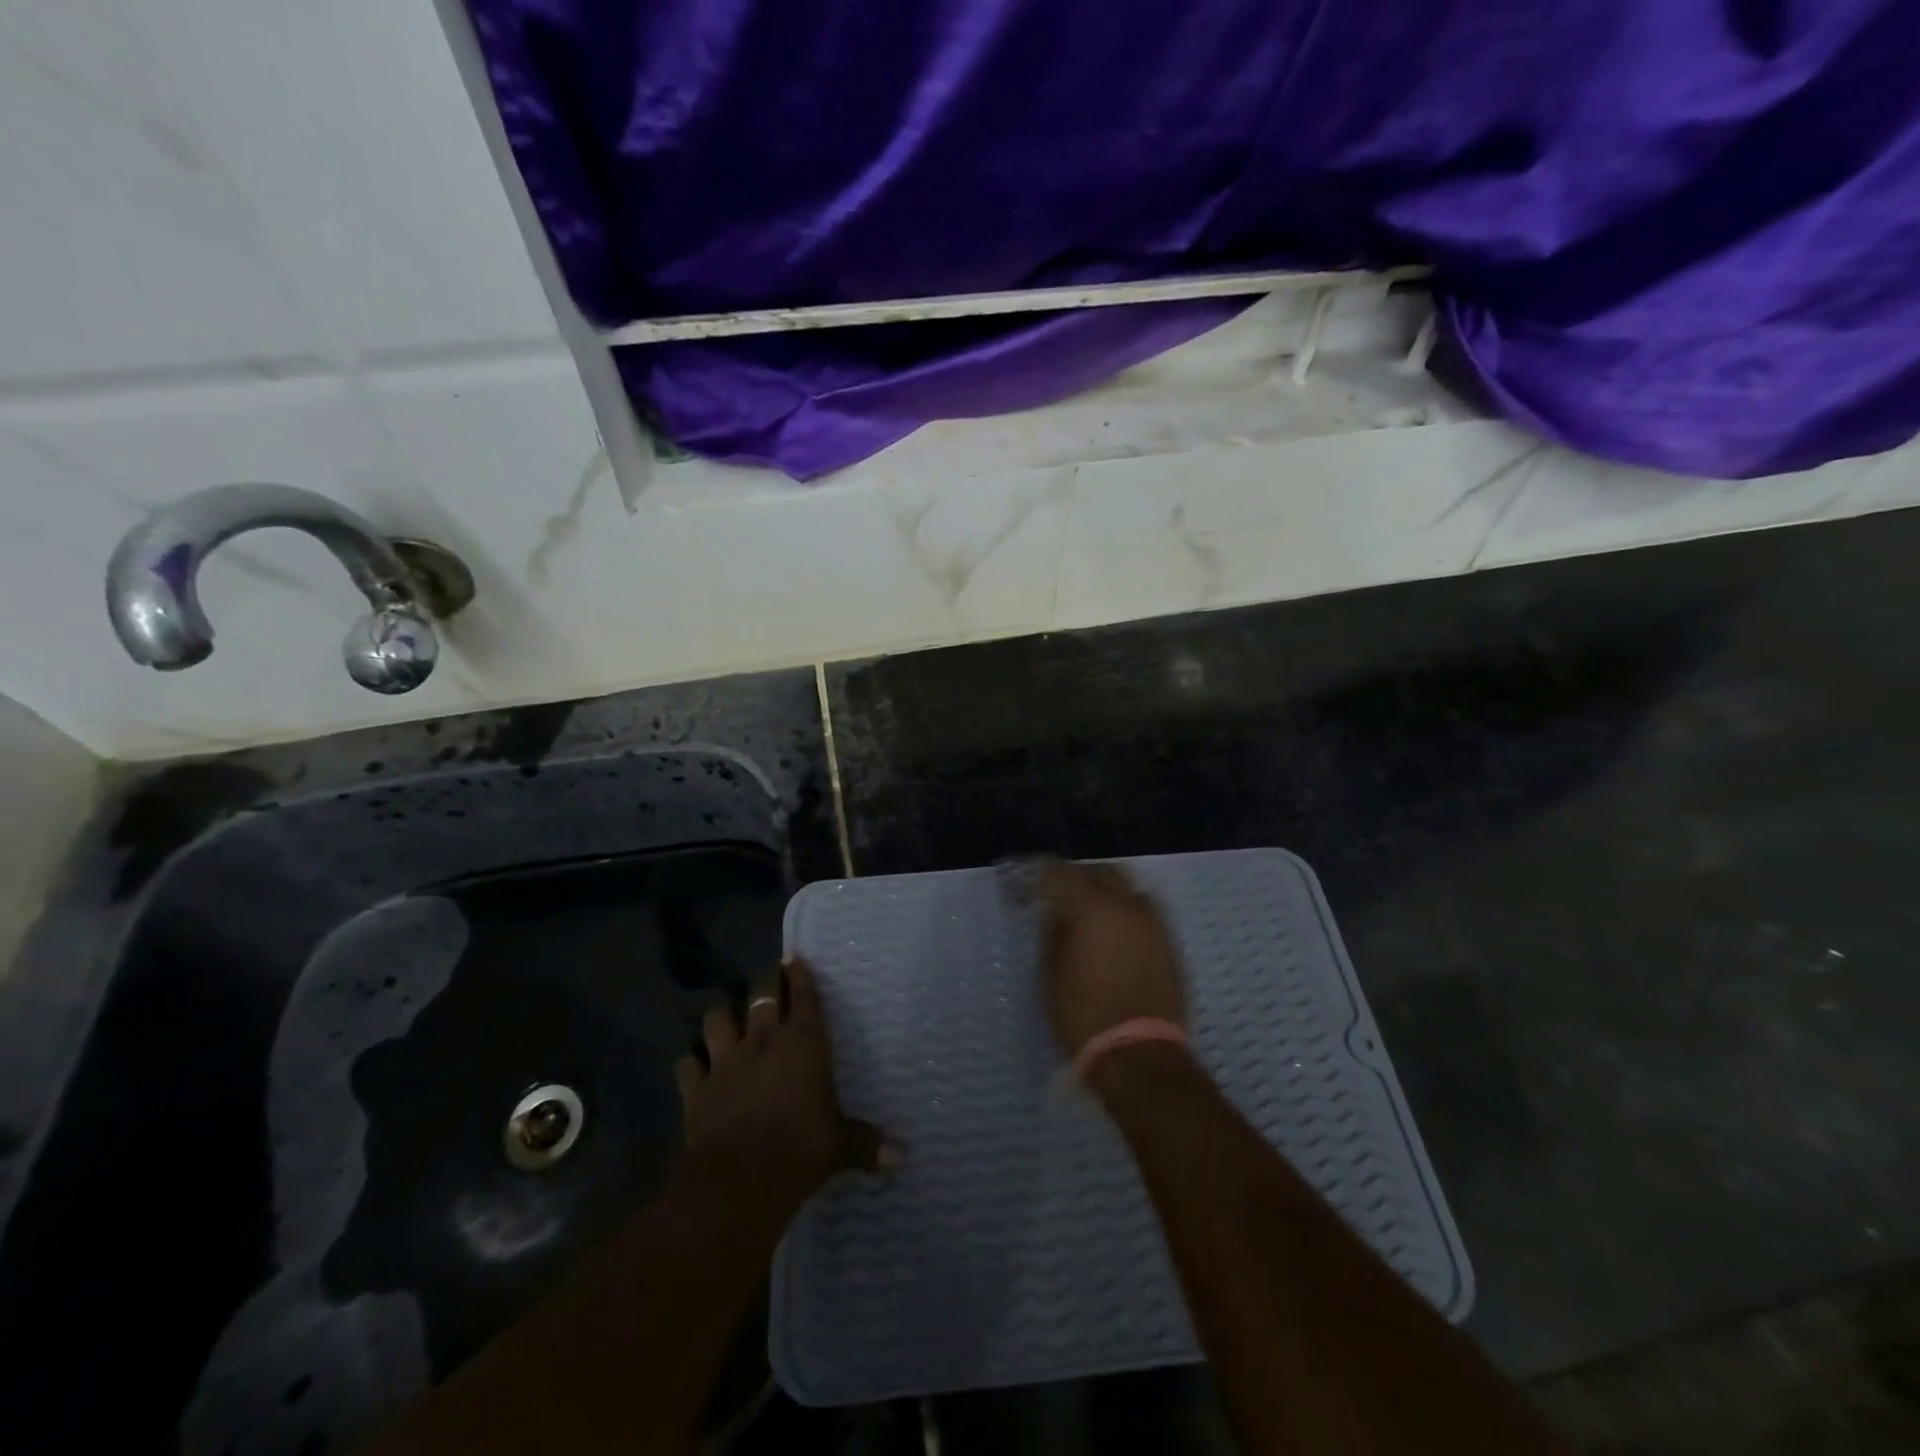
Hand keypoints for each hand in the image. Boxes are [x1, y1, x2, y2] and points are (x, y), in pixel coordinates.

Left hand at [675, 956, 901, 1205]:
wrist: (737, 1178)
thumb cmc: (799, 1150)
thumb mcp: (839, 1147)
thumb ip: (866, 1144)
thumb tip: (902, 1157)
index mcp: (803, 1043)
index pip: (803, 997)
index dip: (800, 975)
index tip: (795, 958)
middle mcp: (763, 1042)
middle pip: (762, 996)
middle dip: (768, 983)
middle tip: (772, 977)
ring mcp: (725, 1062)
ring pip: (718, 1020)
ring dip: (724, 1016)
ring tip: (729, 1017)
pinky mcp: (697, 1089)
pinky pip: (688, 1065)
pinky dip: (692, 1062)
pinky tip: (696, 1065)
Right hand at [1032, 860, 1184, 1055]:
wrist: (1140, 1054)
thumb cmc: (1084, 1015)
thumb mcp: (1051, 976)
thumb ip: (1053, 934)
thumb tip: (1056, 913)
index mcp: (1093, 908)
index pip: (1062, 874)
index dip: (1042, 875)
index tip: (1029, 884)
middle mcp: (1127, 905)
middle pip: (1100, 872)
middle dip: (1076, 877)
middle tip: (1056, 892)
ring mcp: (1153, 922)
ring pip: (1127, 886)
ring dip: (1104, 889)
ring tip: (1087, 908)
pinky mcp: (1168, 942)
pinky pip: (1143, 909)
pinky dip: (1124, 908)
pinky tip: (1112, 927)